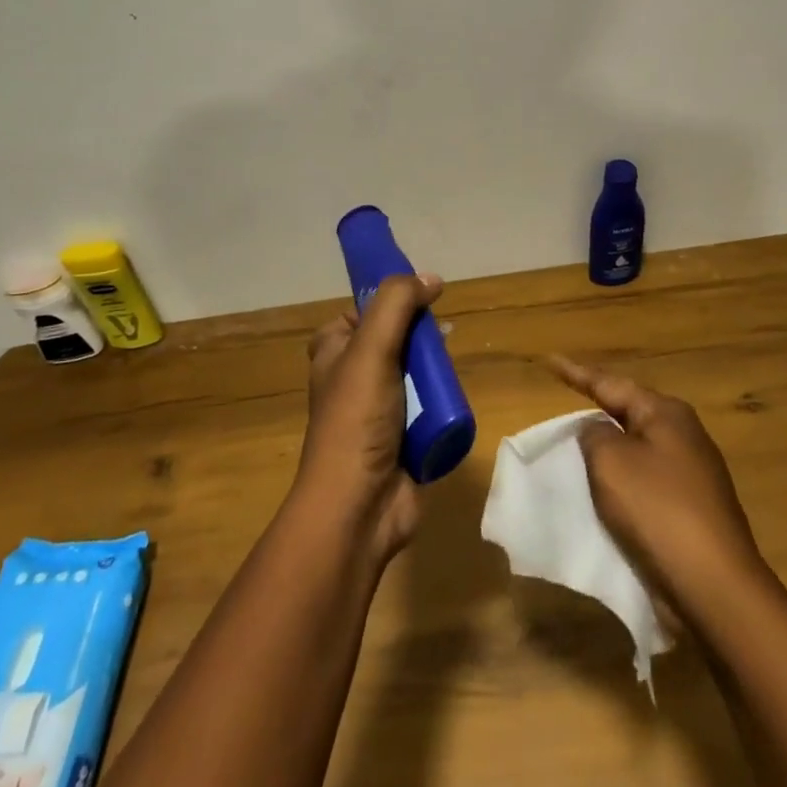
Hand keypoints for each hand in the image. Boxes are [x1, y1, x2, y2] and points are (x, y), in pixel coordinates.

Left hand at [296, 273, 442, 559]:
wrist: (358, 508)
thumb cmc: (356, 420)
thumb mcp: (371, 349)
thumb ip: (397, 304)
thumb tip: (431, 278)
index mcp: (333, 351)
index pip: (362, 311)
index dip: (389, 302)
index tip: (422, 300)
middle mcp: (352, 376)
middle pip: (395, 339)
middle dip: (421, 338)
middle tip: (443, 337)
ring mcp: (377, 409)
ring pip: (415, 373)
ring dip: (433, 372)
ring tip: (448, 374)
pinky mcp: (401, 437)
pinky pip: (427, 407)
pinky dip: (440, 403)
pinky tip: (453, 401)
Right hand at [550, 356, 769, 629]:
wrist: (714, 588)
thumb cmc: (657, 510)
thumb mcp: (610, 460)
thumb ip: (594, 434)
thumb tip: (599, 431)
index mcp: (666, 414)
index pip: (610, 384)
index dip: (576, 373)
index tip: (549, 361)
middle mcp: (684, 436)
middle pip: (629, 413)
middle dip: (598, 407)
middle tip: (565, 400)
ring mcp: (693, 475)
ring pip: (637, 450)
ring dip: (609, 449)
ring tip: (578, 447)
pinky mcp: (692, 511)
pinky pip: (646, 483)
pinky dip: (621, 482)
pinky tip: (605, 492)